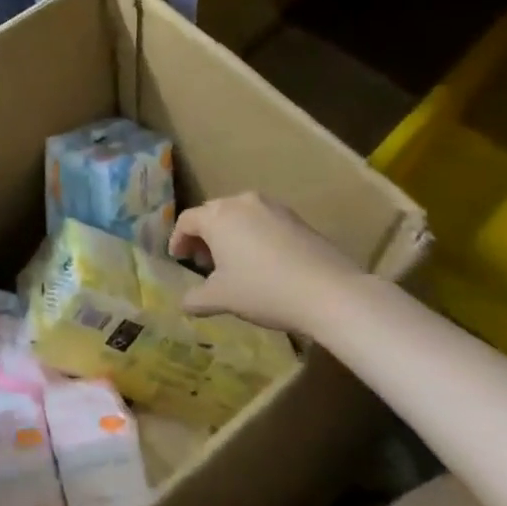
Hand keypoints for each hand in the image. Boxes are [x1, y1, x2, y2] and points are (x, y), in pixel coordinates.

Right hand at [170, 193, 364, 336]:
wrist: (328, 291)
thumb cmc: (264, 289)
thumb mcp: (222, 298)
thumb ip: (196, 299)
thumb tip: (184, 303)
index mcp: (218, 216)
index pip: (187, 220)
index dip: (178, 239)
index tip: (178, 258)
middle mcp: (242, 202)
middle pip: (213, 213)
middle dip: (203, 236)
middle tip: (204, 262)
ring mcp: (272, 207)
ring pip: (239, 215)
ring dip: (229, 234)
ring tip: (233, 263)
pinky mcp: (296, 218)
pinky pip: (263, 221)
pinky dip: (253, 235)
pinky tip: (262, 262)